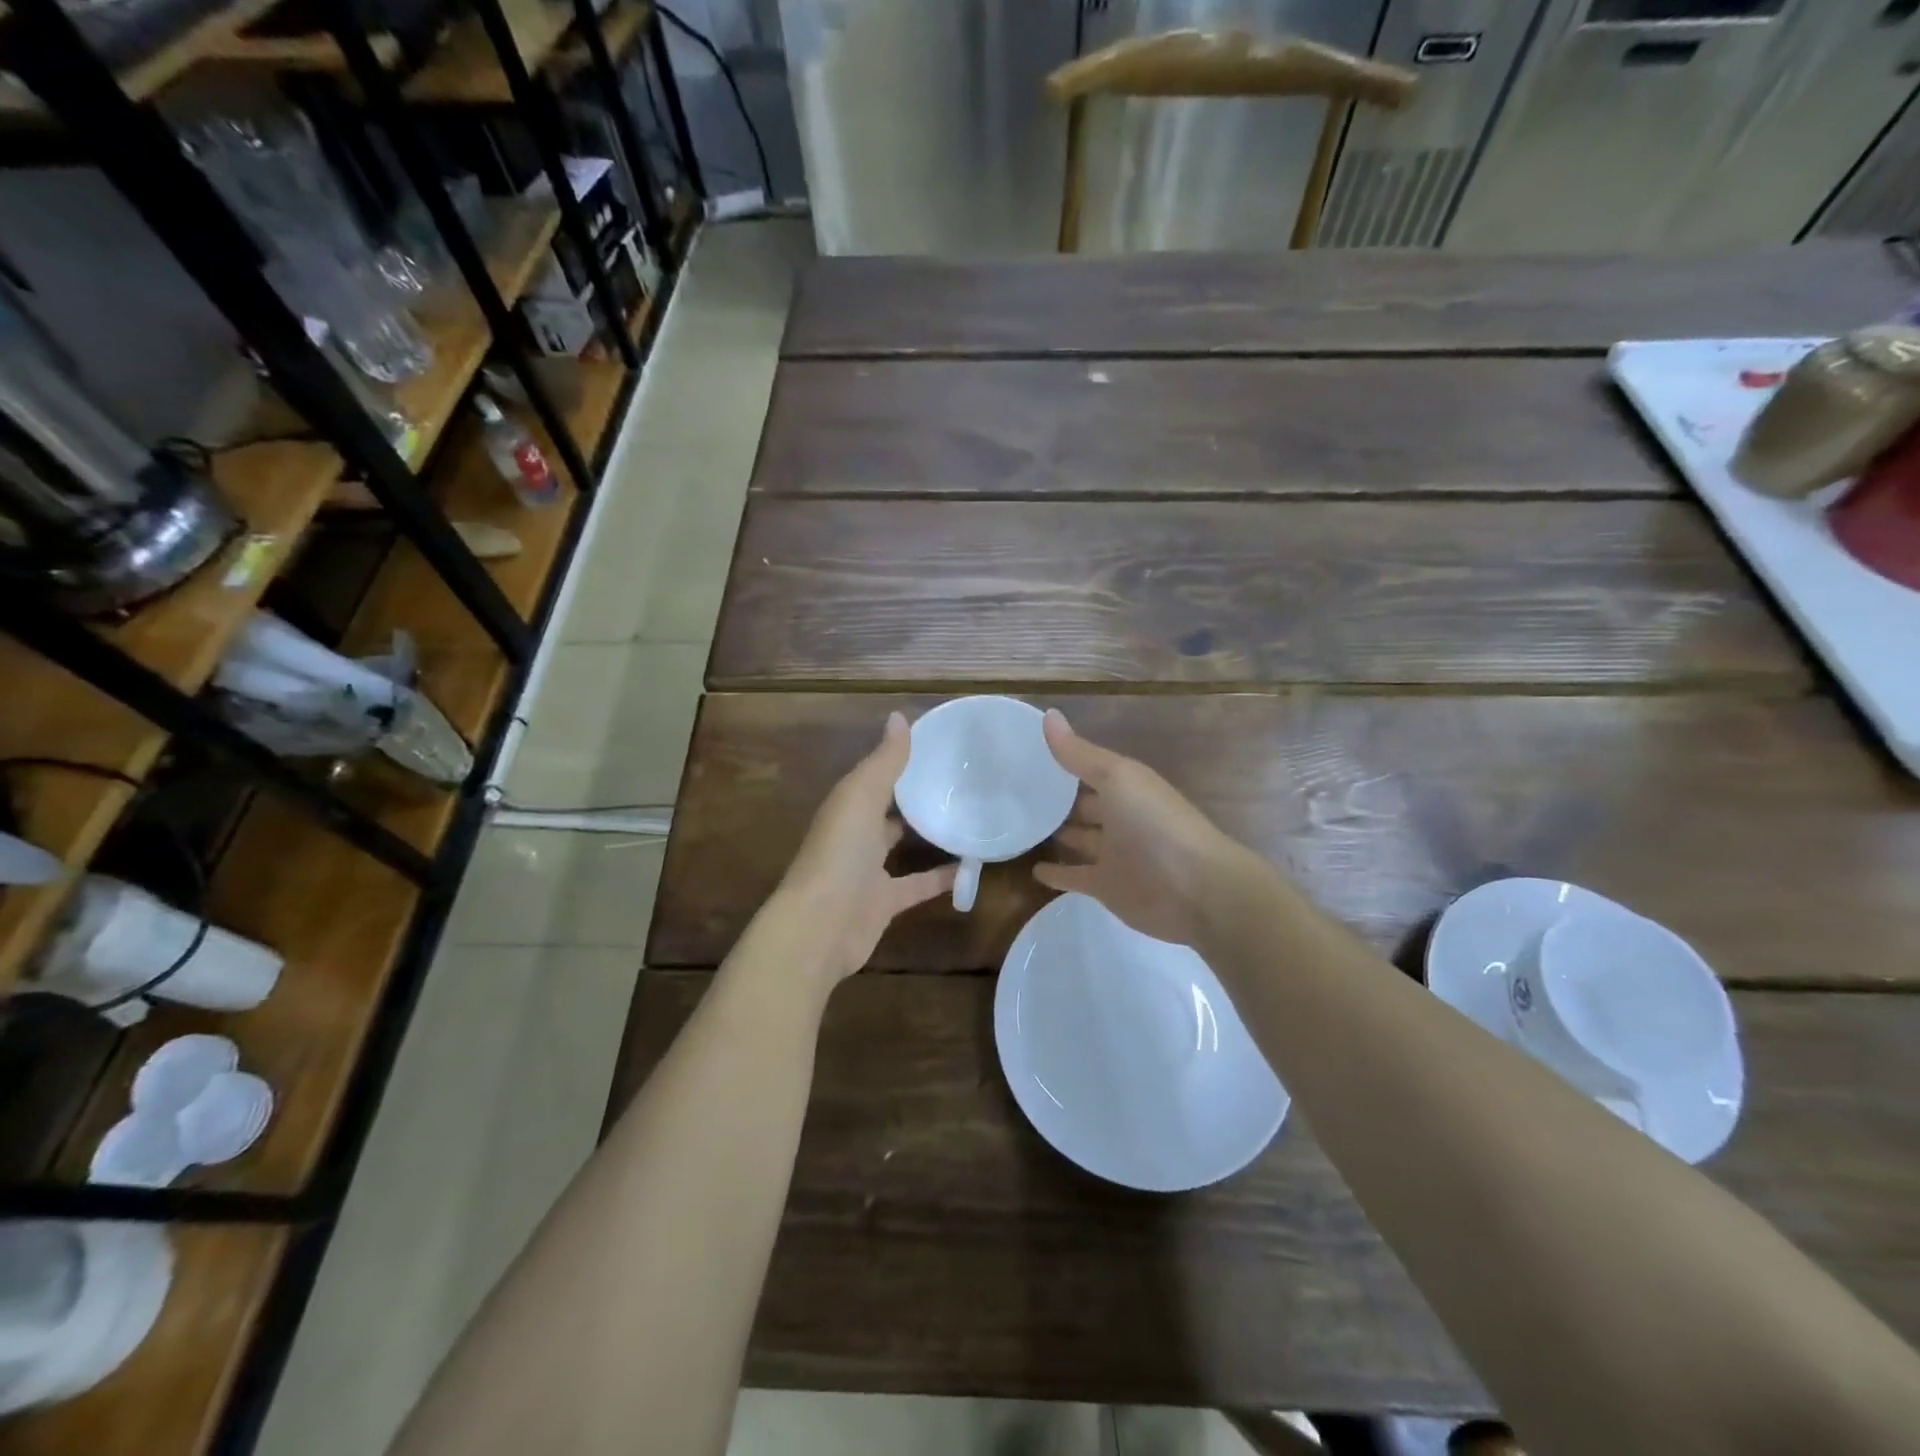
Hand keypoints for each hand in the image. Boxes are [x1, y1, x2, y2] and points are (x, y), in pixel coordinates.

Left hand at [770, 712, 956, 984]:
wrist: (821, 926)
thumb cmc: (839, 852)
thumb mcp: (861, 796)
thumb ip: (884, 761)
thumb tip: (898, 716)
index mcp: (847, 806)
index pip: (875, 776)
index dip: (899, 761)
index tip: (936, 746)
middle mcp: (855, 835)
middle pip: (888, 811)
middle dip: (914, 797)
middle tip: (958, 781)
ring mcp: (868, 871)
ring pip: (901, 847)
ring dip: (928, 835)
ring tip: (968, 817)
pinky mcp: (885, 903)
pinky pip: (918, 885)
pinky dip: (941, 878)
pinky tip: (970, 867)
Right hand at [1034, 709, 1241, 945]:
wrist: (1195, 889)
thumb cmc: (1155, 823)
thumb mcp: (1117, 777)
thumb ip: (1080, 753)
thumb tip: (1048, 714)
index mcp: (1127, 787)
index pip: (1089, 769)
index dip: (1063, 761)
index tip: (1026, 753)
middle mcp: (1120, 817)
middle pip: (1084, 805)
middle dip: (1058, 799)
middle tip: (1017, 792)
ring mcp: (1114, 854)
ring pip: (1079, 840)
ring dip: (1057, 834)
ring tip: (1020, 826)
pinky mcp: (1106, 887)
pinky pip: (1076, 877)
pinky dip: (1057, 874)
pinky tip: (1033, 870)